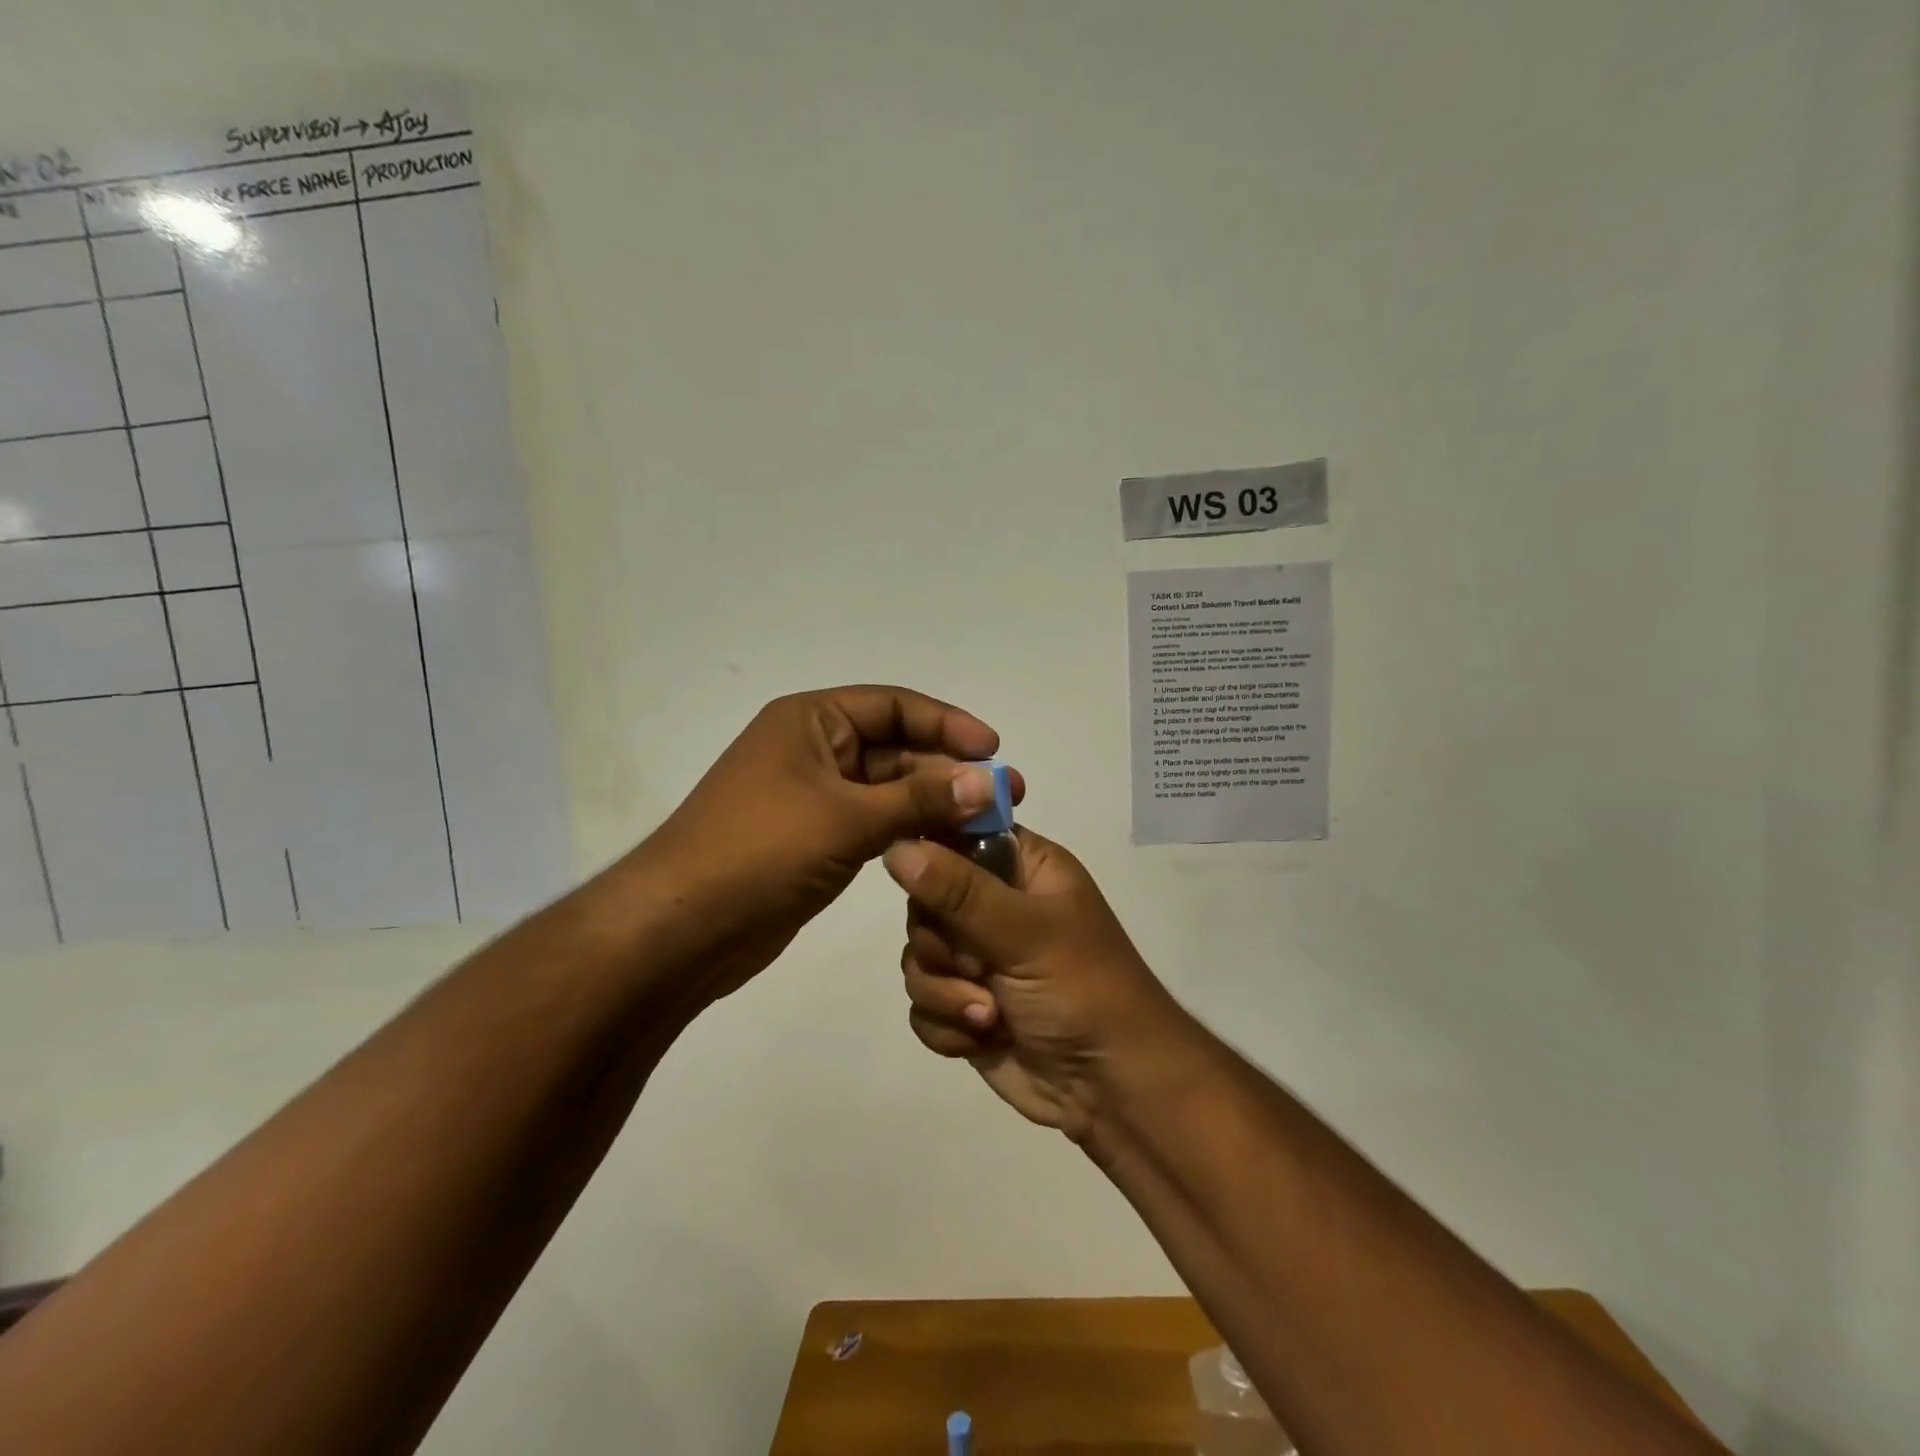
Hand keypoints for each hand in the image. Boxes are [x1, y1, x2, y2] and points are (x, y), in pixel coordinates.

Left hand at [625, 686, 1020, 1002]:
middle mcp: (814, 749)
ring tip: (987, 825)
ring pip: (888, 789)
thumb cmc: (760, 852)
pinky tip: (948, 845)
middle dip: (949, 770)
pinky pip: (874, 823)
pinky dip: (910, 830)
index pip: (894, 706)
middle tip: (1007, 797)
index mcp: (811, 721)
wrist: (681, 928)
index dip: (947, 723)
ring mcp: (814, 797)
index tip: (994, 750)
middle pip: (896, 748)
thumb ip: (920, 798)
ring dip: (934, 803)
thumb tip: (989, 781)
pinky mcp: (816, 839)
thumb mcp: (846, 817)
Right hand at [883, 827, 1176, 1140]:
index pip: (959, 833)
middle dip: (940, 944)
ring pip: (917, 956)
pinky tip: (983, 1038)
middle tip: (974, 964)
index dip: (931, 852)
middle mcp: (995, 905)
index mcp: (1023, 868)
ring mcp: (977, 958)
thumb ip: (958, 890)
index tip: (919, 881)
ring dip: (946, 991)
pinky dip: (946, 1025)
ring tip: (989, 1015)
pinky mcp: (964, 1005)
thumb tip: (896, 847)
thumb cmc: (1083, 990)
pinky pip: (922, 1003)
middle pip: (924, 900)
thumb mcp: (1024, 932)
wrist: (1111, 1088)